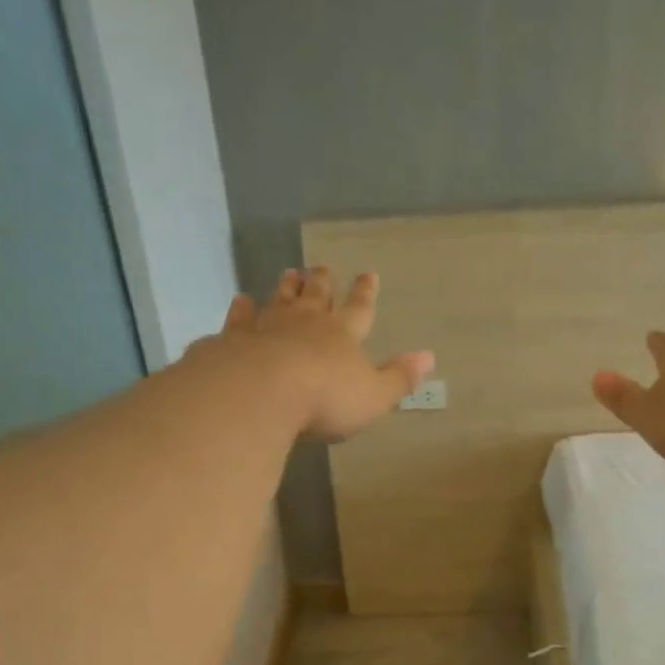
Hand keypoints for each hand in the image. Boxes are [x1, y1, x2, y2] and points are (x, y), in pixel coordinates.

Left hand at [213, 266, 434, 442]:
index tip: (369, 274)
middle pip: (317, 295)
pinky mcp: (236, 339)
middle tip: (322, 266)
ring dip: (287, 287)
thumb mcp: (374, 396)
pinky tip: (240, 300)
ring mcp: (268, 327)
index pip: (359, 309)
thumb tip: (429, 357)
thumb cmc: (326, 399)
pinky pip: (240, 319)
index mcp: (342, 335)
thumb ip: (399, 377)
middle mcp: (306, 323)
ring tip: (290, 273)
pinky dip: (242, 309)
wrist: (262, 392)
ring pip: (280, 299)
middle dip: (323, 282)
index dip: (365, 293)